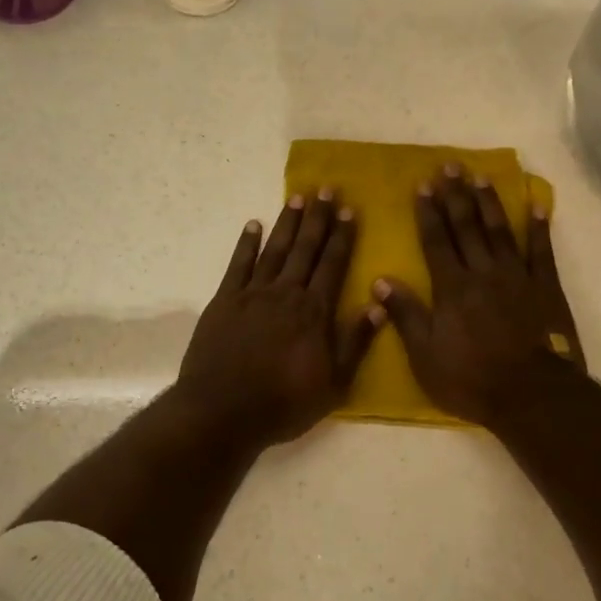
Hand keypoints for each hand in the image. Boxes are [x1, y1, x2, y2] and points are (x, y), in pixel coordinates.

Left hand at [173, 190, 384, 447]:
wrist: (222, 411)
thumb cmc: (284, 403)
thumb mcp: (334, 383)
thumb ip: (356, 342)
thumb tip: (378, 304)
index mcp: (314, 312)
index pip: (333, 264)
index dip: (342, 236)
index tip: (349, 210)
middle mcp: (286, 293)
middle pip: (306, 249)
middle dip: (318, 218)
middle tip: (326, 188)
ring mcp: (253, 294)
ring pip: (275, 250)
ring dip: (287, 223)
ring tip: (297, 197)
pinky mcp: (224, 301)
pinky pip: (238, 265)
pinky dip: (246, 243)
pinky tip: (253, 225)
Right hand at [374, 164, 584, 428]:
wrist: (531, 395)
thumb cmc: (472, 379)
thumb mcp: (425, 356)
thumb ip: (406, 315)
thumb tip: (381, 280)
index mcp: (452, 288)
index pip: (436, 241)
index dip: (428, 212)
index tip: (423, 185)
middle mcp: (483, 272)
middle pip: (467, 227)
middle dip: (456, 195)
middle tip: (450, 166)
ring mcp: (517, 277)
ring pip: (499, 231)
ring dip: (489, 202)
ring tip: (480, 176)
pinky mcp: (545, 287)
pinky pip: (541, 250)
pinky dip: (538, 226)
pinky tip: (535, 204)